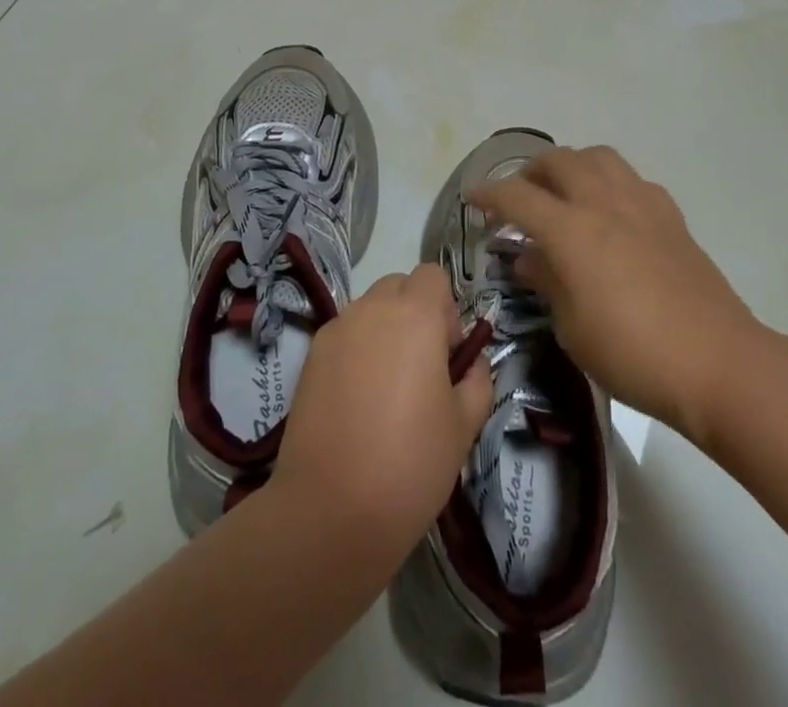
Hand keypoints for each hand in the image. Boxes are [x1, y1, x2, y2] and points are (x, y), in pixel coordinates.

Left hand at [275, 265, 493, 551]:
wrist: (330, 510)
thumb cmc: (411, 463)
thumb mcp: (464, 425)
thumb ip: (477, 380)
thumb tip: (470, 364)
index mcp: (415, 315)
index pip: (433, 276)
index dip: (446, 308)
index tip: (447, 354)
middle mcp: (372, 309)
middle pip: (399, 286)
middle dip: (415, 313)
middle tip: (421, 368)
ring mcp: (336, 330)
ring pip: (369, 309)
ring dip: (384, 331)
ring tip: (387, 389)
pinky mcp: (310, 356)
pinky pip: (344, 335)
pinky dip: (356, 351)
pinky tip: (357, 402)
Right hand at [469, 145, 761, 442]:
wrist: (717, 362)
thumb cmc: (633, 354)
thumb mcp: (573, 328)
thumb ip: (546, 282)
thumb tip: (528, 257)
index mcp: (571, 230)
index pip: (517, 197)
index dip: (489, 194)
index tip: (473, 198)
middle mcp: (603, 202)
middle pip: (558, 161)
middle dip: (529, 172)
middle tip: (519, 197)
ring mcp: (641, 203)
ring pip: (598, 157)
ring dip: (571, 165)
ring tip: (564, 191)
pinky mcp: (670, 215)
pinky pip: (631, 179)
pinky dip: (609, 182)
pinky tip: (610, 210)